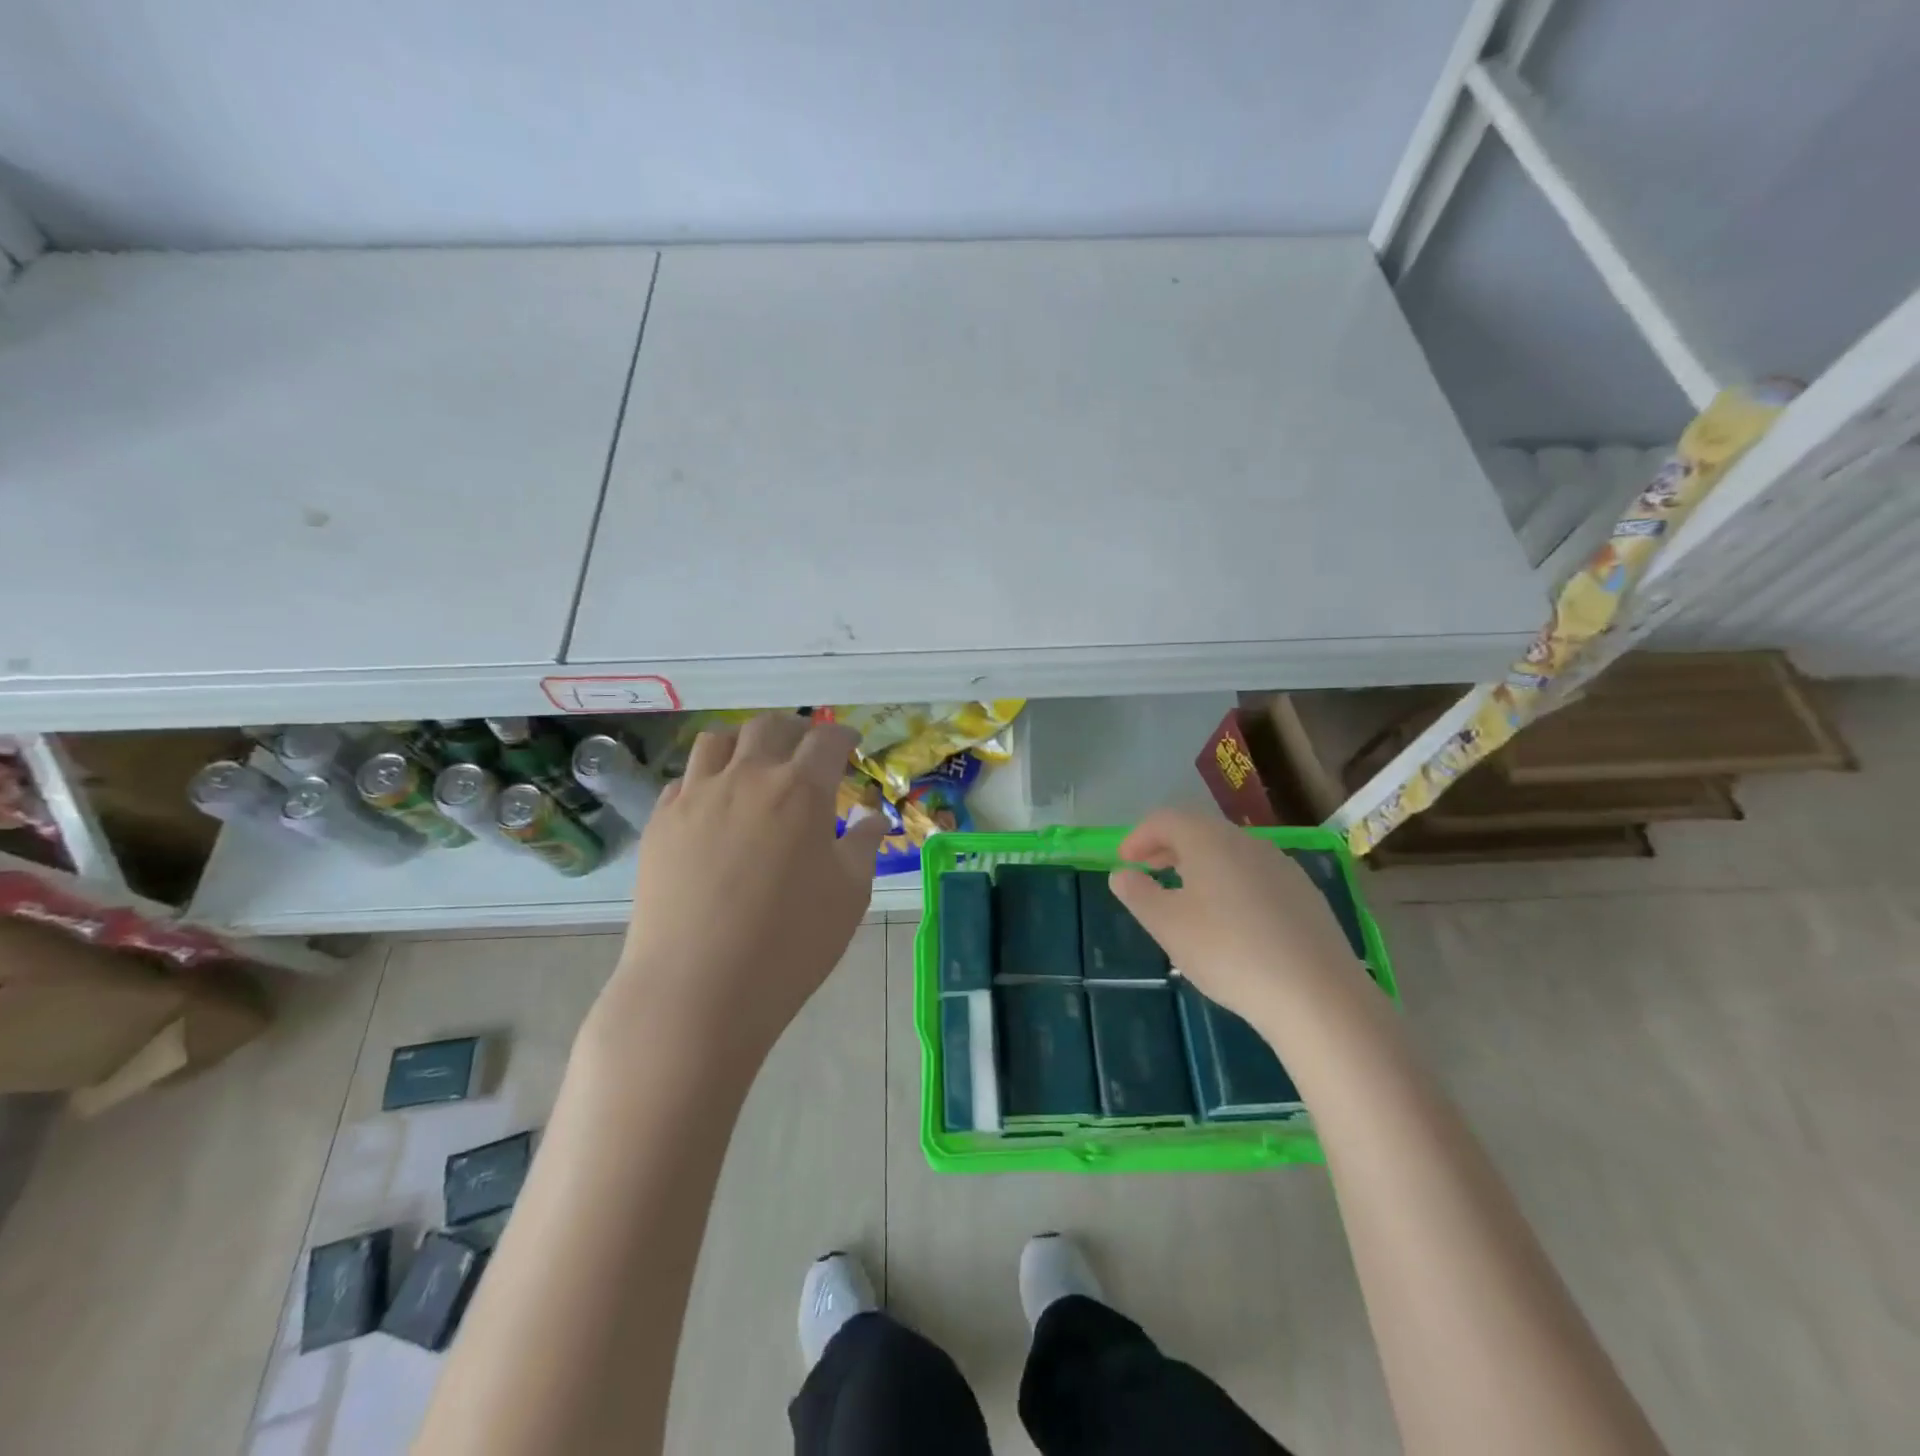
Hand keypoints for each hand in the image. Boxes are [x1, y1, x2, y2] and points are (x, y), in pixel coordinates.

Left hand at [603, 714, 886, 1060]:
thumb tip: (873, 818)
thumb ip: (864, 846)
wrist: (697, 989)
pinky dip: (706, 778)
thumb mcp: (849, 895)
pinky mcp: (661, 821)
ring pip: (718, 740)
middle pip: (770, 727)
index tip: (850, 742)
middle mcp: (748, 777)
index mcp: (801, 790)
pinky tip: (714, 806)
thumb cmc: (790, 943)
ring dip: (744, 743)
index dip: (843, 734)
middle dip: (795, 729)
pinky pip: (684, 779)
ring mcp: (697, 796)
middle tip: (806, 749)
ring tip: (754, 764)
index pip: (827, 740)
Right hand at [1109, 809, 1365, 1027]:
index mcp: (1209, 841)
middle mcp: (1247, 842)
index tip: (1124, 862)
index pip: (1165, 820)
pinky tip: (1232, 921)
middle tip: (1148, 872)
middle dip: (1168, 848)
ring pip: (1230, 853)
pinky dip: (1231, 884)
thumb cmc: (1228, 952)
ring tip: (1187, 897)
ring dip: (1201, 866)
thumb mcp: (1167, 925)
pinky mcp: (1305, 894)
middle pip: (1200, 831)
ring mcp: (1282, 866)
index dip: (1138, 837)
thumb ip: (1138, 894)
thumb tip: (1121, 874)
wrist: (1316, 994)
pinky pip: (1256, 876)